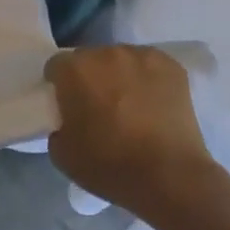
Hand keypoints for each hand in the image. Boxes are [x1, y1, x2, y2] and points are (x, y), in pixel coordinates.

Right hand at [45, 46, 218, 222]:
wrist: (170, 177)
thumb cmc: (110, 165)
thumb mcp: (62, 153)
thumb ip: (58, 125)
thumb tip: (69, 119)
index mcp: (76, 69)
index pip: (57, 66)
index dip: (59, 85)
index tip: (66, 105)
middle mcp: (107, 53)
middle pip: (90, 59)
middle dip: (90, 77)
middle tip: (98, 106)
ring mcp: (143, 56)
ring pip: (121, 60)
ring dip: (119, 75)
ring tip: (129, 105)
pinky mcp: (172, 66)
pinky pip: (149, 67)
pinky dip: (146, 79)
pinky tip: (152, 103)